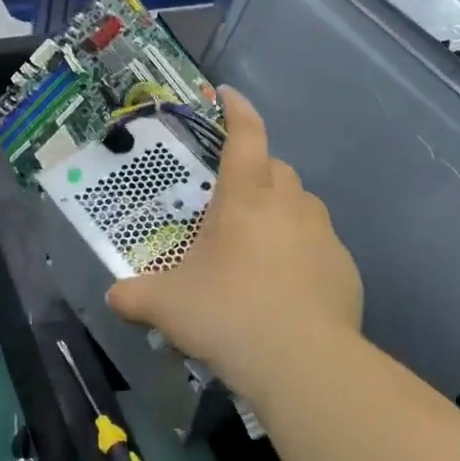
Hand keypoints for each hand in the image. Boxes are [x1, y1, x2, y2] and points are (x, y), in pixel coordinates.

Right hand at [106, 87, 361, 402]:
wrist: (302, 365)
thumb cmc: (227, 315)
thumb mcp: (166, 306)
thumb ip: (134, 296)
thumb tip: (113, 297)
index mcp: (245, 199)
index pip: (245, 137)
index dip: (237, 111)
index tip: (227, 95)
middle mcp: (288, 207)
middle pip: (278, 168)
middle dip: (257, 170)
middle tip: (233, 196)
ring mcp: (323, 238)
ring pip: (304, 205)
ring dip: (282, 210)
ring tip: (259, 242)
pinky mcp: (345, 272)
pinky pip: (321, 246)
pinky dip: (303, 251)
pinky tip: (286, 286)